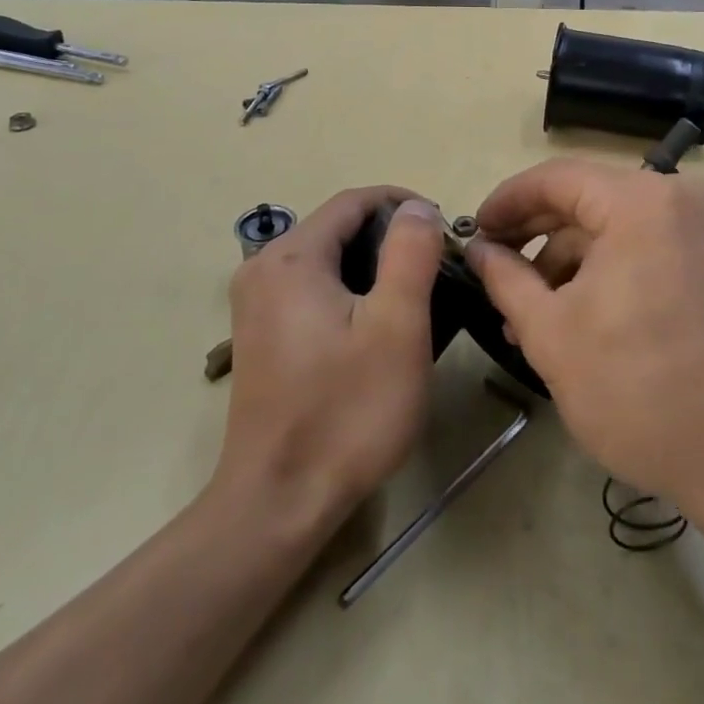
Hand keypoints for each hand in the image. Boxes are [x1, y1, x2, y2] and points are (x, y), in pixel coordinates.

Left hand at [219, 188, 447, 525]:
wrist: (280, 502)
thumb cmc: (347, 411)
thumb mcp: (397, 326)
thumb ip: (410, 253)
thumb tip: (416, 207)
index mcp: (291, 257)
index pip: (354, 201)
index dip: (404, 204)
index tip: (446, 230)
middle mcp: (263, 269)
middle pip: (338, 228)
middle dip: (391, 238)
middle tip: (438, 269)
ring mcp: (256, 304)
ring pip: (327, 259)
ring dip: (374, 266)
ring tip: (417, 297)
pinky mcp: (261, 335)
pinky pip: (313, 289)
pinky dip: (351, 291)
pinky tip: (377, 326)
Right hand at [465, 159, 703, 510]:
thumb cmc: (635, 390)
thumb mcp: (551, 333)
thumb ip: (505, 279)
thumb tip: (477, 249)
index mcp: (640, 202)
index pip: (555, 178)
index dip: (506, 202)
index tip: (472, 231)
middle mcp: (675, 197)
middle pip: (584, 198)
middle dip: (533, 236)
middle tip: (490, 269)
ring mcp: (696, 227)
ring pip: (608, 226)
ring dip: (563, 261)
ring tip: (522, 312)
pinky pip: (636, 245)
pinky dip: (598, 270)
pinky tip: (565, 313)